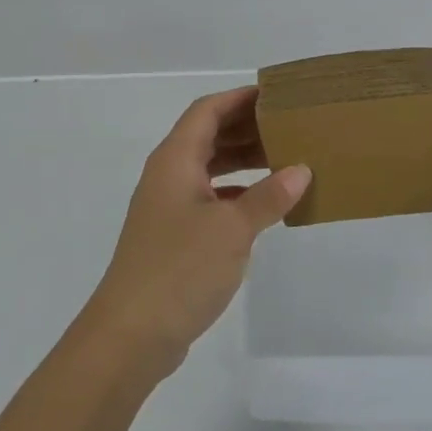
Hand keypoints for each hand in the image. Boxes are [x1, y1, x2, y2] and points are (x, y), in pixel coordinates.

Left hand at [80, 87, 310, 378]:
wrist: (130, 335)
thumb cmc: (179, 269)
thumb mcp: (232, 228)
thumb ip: (268, 196)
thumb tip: (300, 170)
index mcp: (175, 160)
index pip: (207, 111)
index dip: (239, 98)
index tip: (276, 95)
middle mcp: (168, 175)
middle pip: (208, 136)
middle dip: (246, 128)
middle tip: (289, 126)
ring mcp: (168, 207)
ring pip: (209, 168)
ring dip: (242, 160)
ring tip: (284, 159)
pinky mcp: (173, 237)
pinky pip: (209, 198)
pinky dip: (236, 193)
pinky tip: (263, 204)